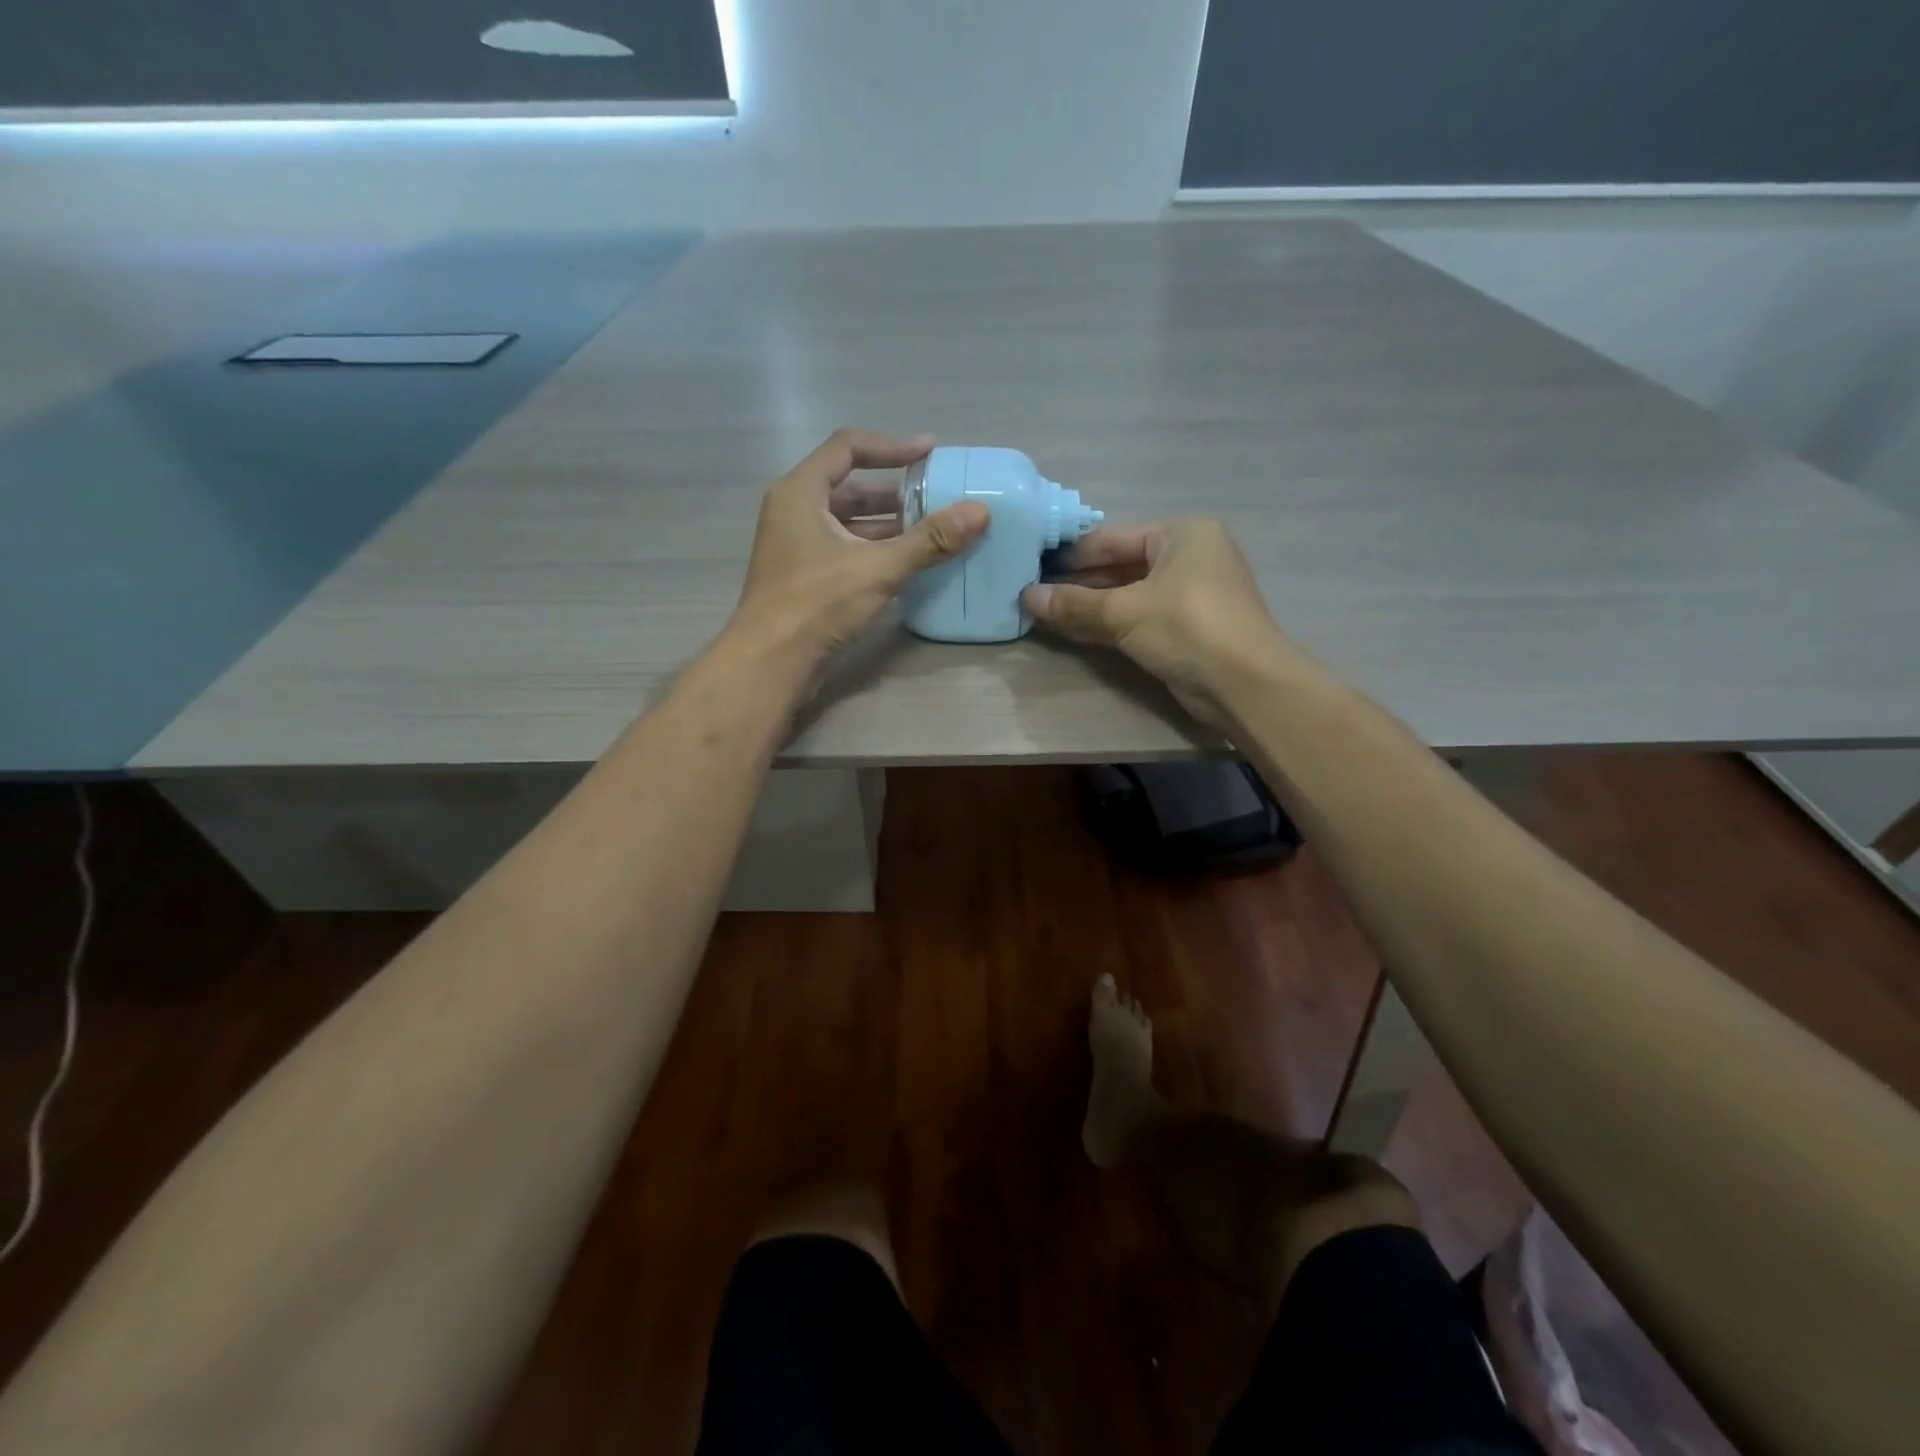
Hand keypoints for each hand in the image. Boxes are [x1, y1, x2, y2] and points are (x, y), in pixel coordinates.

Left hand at [732, 430, 989, 656]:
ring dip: (889, 525)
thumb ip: (929, 540)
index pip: (848, 448)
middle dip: (896, 492)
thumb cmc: (816, 604)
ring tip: (933, 531)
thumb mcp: (878, 568)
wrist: (770, 664)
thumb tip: (979, 512)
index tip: (931, 452)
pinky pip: (846, 551)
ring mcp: (797, 547)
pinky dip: (877, 551)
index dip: (892, 446)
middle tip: (938, 497)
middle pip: (850, 487)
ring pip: (849, 523)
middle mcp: (795, 512)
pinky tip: (909, 564)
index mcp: (800, 493)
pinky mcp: (805, 578)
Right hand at [1021, 518, 1303, 728]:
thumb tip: (1025, 597)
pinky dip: (1107, 624)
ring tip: (1042, 610)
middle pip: (1120, 566)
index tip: (1032, 564)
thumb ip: (1074, 604)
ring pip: (1127, 594)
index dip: (1071, 554)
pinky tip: (1071, 629)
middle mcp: (1188, 557)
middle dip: (1078, 582)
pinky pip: (1136, 618)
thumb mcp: (1125, 611)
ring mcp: (1188, 595)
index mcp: (1182, 534)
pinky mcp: (1184, 629)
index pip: (1113, 538)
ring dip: (1088, 605)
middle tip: (1031, 590)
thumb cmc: (1188, 627)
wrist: (1244, 684)